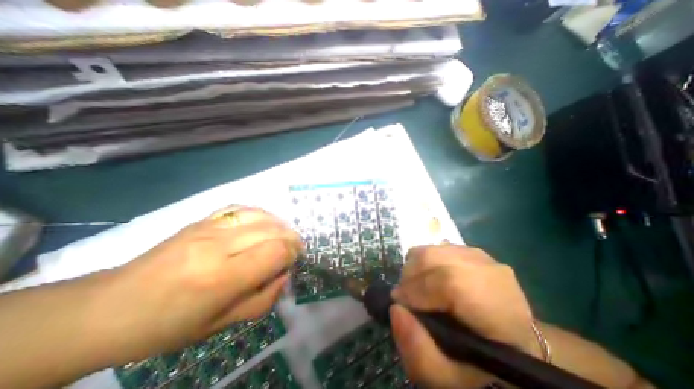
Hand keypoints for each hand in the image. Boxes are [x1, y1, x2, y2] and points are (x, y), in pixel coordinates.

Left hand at [96, 206, 302, 361]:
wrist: (110, 307)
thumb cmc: (168, 325)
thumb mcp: (221, 325)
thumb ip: (263, 300)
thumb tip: (284, 275)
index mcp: (221, 278)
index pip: (275, 252)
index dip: (292, 253)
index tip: (294, 260)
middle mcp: (218, 246)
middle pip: (272, 230)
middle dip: (291, 238)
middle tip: (294, 248)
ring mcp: (209, 227)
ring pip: (260, 215)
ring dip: (279, 224)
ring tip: (283, 235)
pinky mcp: (202, 219)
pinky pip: (242, 207)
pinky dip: (261, 213)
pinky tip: (264, 222)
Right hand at [389, 246, 535, 388]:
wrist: (511, 341)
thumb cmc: (482, 366)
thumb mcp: (450, 380)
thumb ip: (420, 354)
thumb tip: (395, 309)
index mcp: (500, 310)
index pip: (450, 283)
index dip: (416, 289)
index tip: (398, 303)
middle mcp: (492, 273)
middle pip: (435, 258)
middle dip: (409, 276)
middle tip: (404, 297)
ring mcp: (481, 256)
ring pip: (432, 249)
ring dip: (414, 267)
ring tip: (414, 288)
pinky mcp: (471, 250)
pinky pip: (436, 247)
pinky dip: (423, 262)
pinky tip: (427, 279)